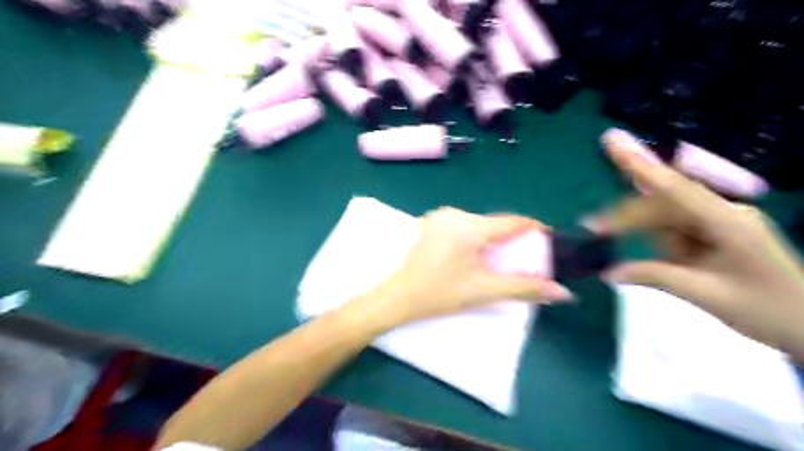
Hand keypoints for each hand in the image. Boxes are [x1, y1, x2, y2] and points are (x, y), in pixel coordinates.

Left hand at [351, 205, 570, 327]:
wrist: (398, 297)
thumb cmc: (440, 294)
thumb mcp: (484, 290)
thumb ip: (525, 288)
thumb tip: (562, 293)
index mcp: (470, 227)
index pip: (512, 221)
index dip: (533, 229)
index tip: (547, 240)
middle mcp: (455, 213)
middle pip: (495, 223)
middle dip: (511, 239)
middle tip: (521, 258)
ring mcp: (440, 216)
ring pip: (478, 224)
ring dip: (491, 239)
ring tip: (498, 260)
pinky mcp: (431, 222)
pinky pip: (462, 225)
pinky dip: (474, 237)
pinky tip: (473, 254)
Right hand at [589, 129, 803, 357]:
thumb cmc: (768, 311)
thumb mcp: (707, 295)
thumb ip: (655, 277)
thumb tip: (609, 272)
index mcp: (728, 222)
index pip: (675, 189)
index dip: (641, 165)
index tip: (612, 144)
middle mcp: (721, 214)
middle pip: (661, 204)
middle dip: (626, 216)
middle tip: (591, 226)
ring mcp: (716, 223)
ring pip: (663, 218)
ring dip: (638, 231)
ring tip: (612, 241)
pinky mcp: (711, 235)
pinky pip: (672, 231)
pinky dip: (653, 242)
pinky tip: (645, 255)